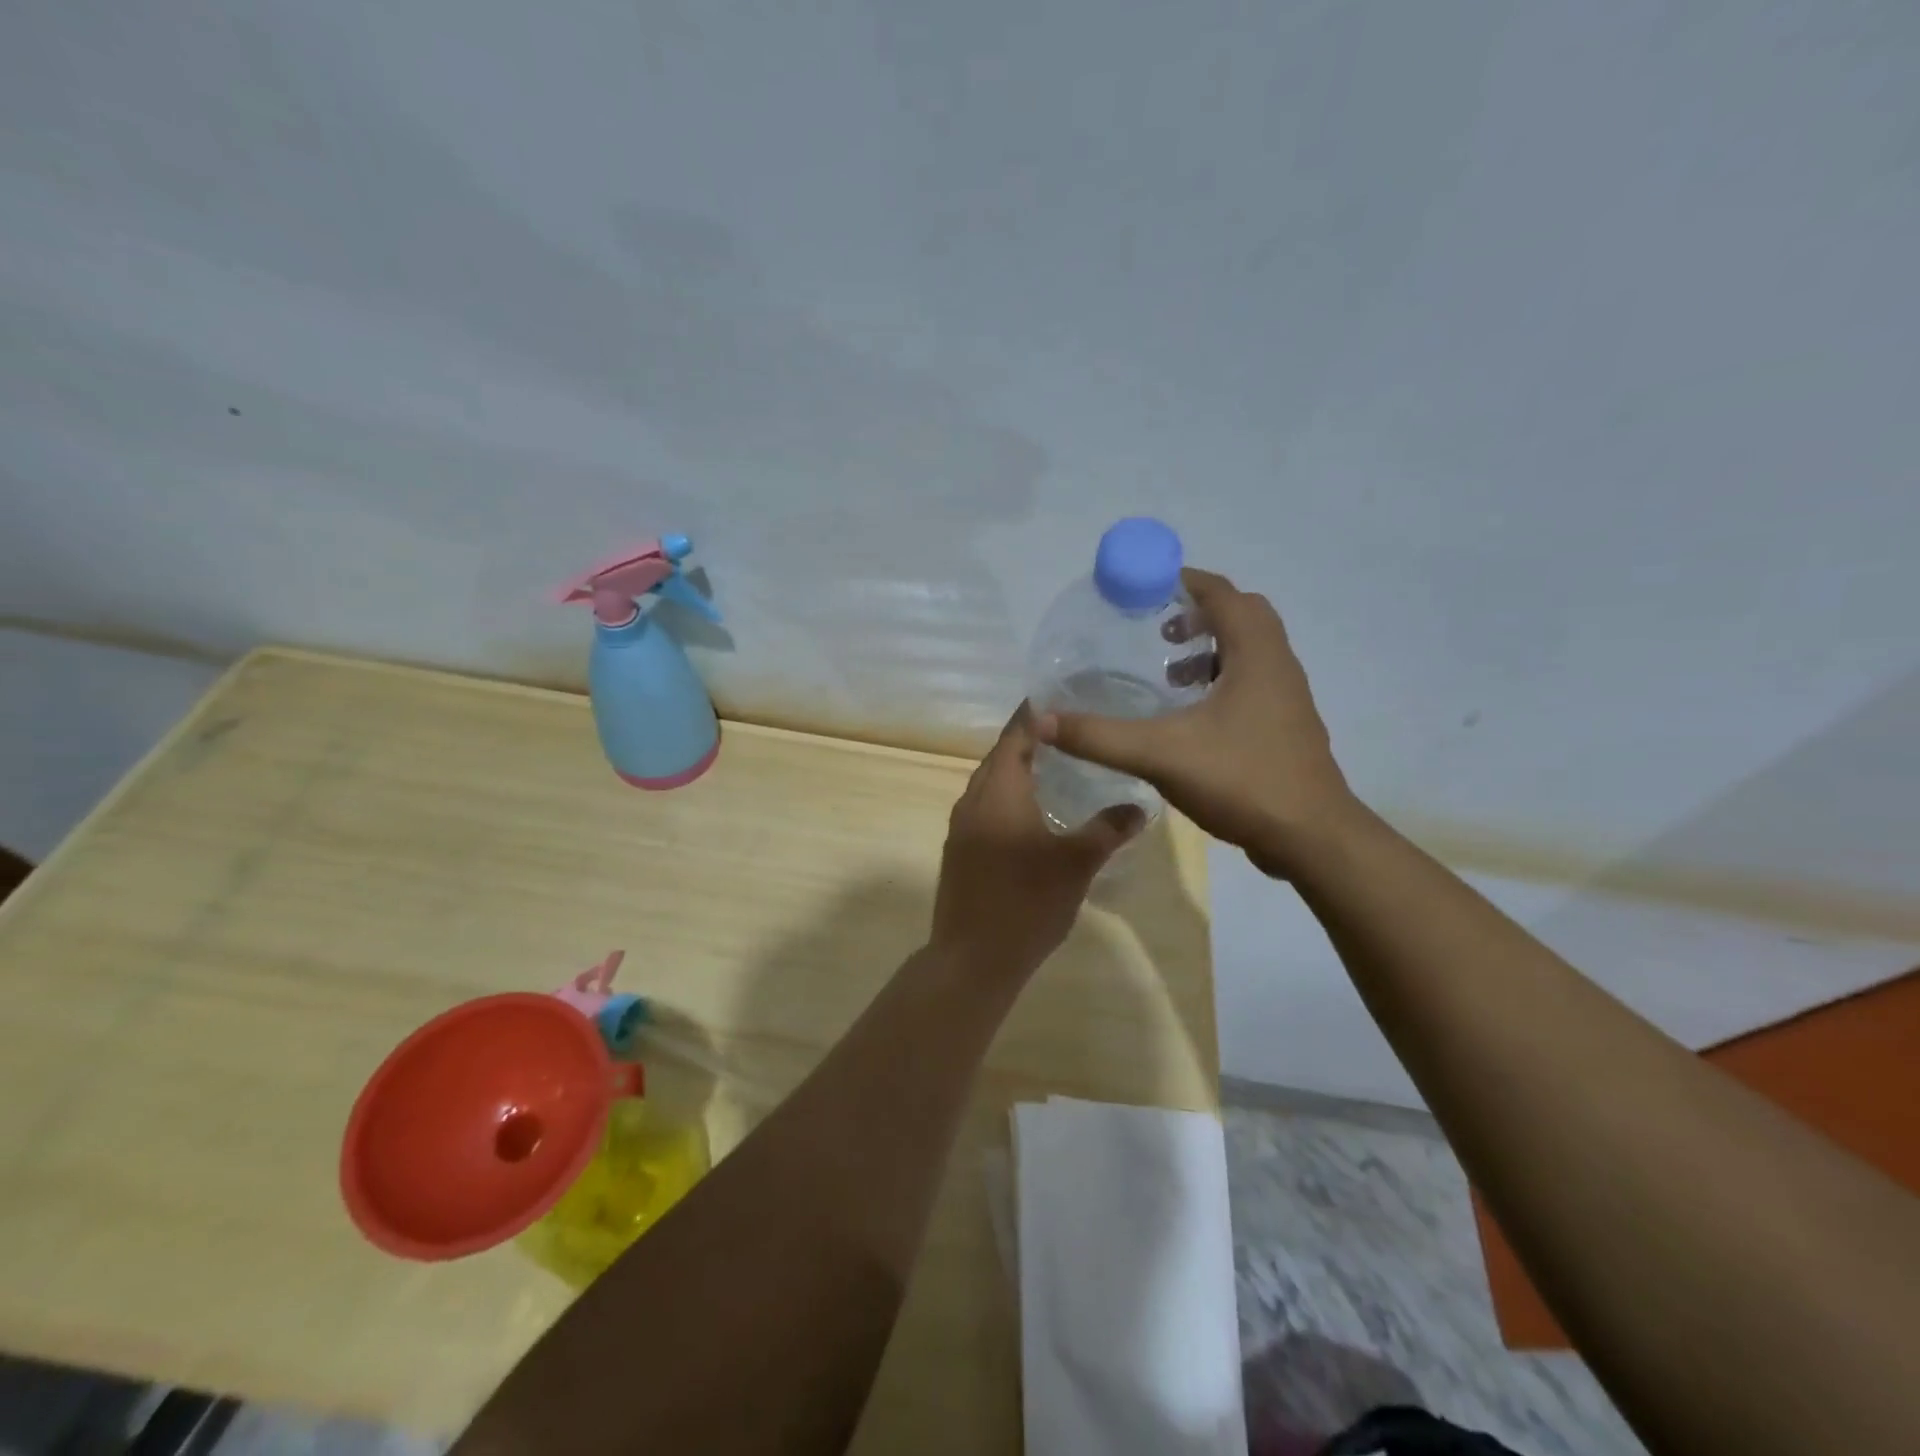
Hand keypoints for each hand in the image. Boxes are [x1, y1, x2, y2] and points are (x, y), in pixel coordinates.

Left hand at [931, 706, 1143, 974]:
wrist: (972, 959)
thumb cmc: (1026, 903)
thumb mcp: (1076, 864)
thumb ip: (1108, 830)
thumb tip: (1139, 808)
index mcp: (998, 792)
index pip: (1017, 735)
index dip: (1036, 714)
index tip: (1061, 696)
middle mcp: (973, 800)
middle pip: (1001, 756)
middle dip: (1030, 739)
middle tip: (1069, 730)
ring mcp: (960, 827)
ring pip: (990, 783)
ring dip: (1018, 769)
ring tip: (1056, 765)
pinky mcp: (959, 850)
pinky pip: (985, 807)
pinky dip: (1008, 796)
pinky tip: (1033, 812)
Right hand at [1035, 568, 1354, 877]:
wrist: (1311, 837)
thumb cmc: (1242, 780)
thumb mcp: (1160, 754)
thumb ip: (1099, 736)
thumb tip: (1042, 720)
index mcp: (1256, 654)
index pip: (1223, 594)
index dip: (1185, 582)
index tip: (1146, 586)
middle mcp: (1278, 665)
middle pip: (1242, 616)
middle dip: (1199, 613)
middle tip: (1159, 629)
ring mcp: (1287, 698)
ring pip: (1251, 651)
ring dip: (1212, 649)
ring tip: (1171, 674)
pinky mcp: (1286, 727)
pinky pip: (1253, 682)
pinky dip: (1222, 681)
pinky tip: (1191, 718)